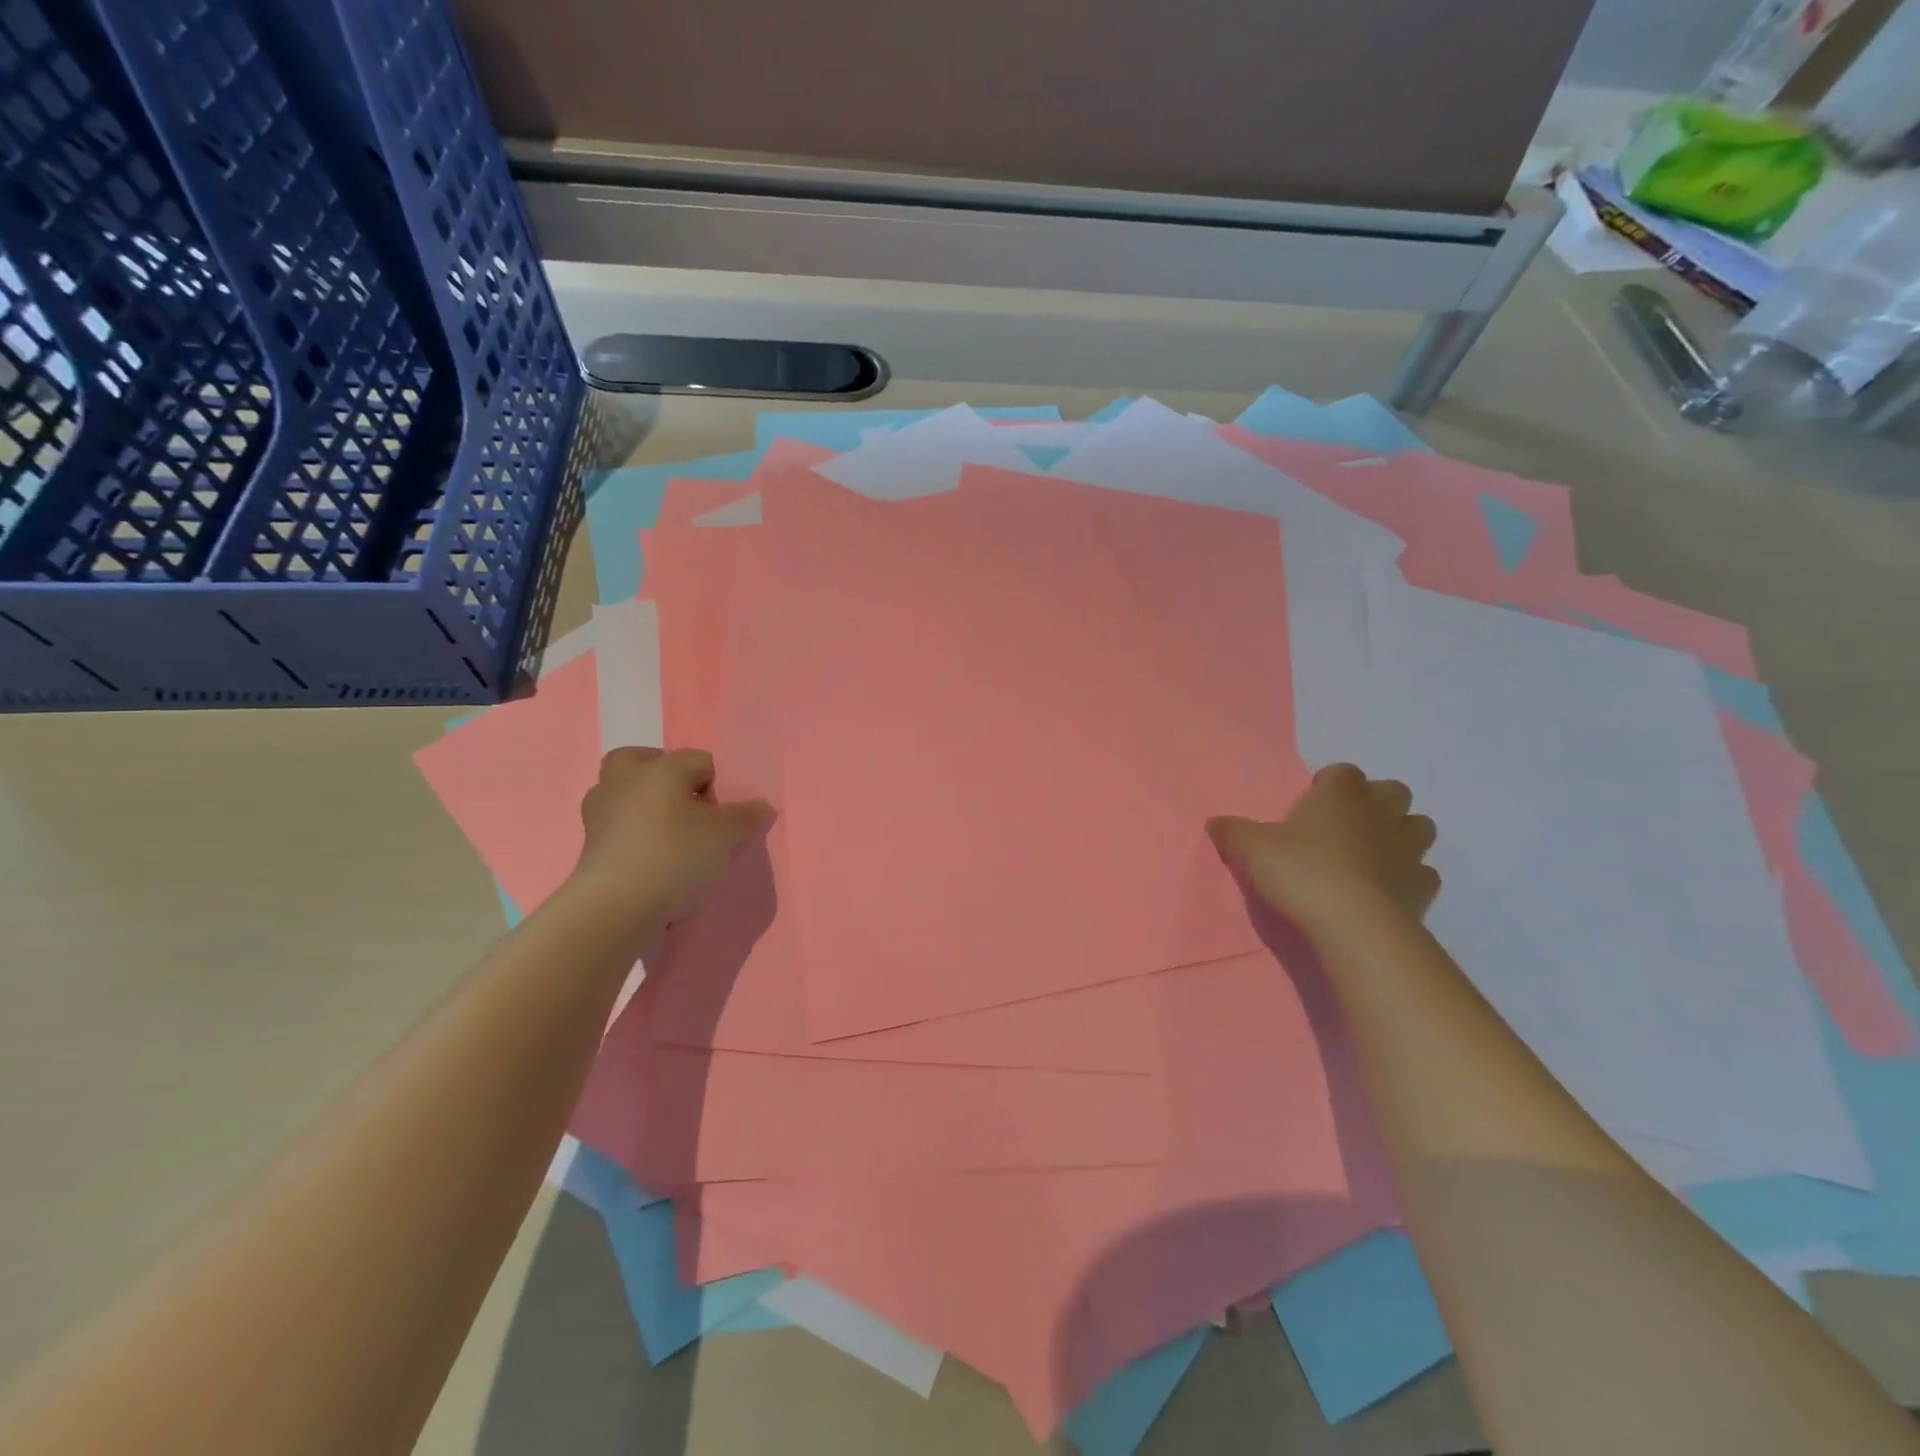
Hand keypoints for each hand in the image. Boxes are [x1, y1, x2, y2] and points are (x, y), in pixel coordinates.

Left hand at [570, 747, 774, 930]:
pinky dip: (633, 835)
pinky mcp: (588, 844)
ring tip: (670, 836)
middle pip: (645, 761)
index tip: (722, 816)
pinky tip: (652, 859)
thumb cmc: (675, 855)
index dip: (718, 786)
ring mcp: (600, 812)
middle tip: (687, 807)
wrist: (615, 907)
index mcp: (660, 768)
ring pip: (626, 793)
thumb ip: (748, 816)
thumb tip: (762, 806)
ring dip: (645, 806)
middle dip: (666, 778)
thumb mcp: (726, 835)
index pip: (700, 760)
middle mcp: (624, 780)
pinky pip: (617, 825)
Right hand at [1208, 763, 1439, 939]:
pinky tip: (1389, 889)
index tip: (1313, 800)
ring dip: (1401, 832)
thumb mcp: (1249, 848)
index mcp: (1339, 797)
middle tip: (1347, 823)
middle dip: (1375, 801)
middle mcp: (1378, 815)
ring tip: (1374, 852)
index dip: (1330, 783)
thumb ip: (1232, 831)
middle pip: (1392, 791)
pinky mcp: (1422, 887)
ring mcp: (1407, 850)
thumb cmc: (1299, 872)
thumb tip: (1215, 822)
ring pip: (1419, 826)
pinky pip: (1424, 872)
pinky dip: (1410, 876)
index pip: (1343, 772)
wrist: (1352, 924)